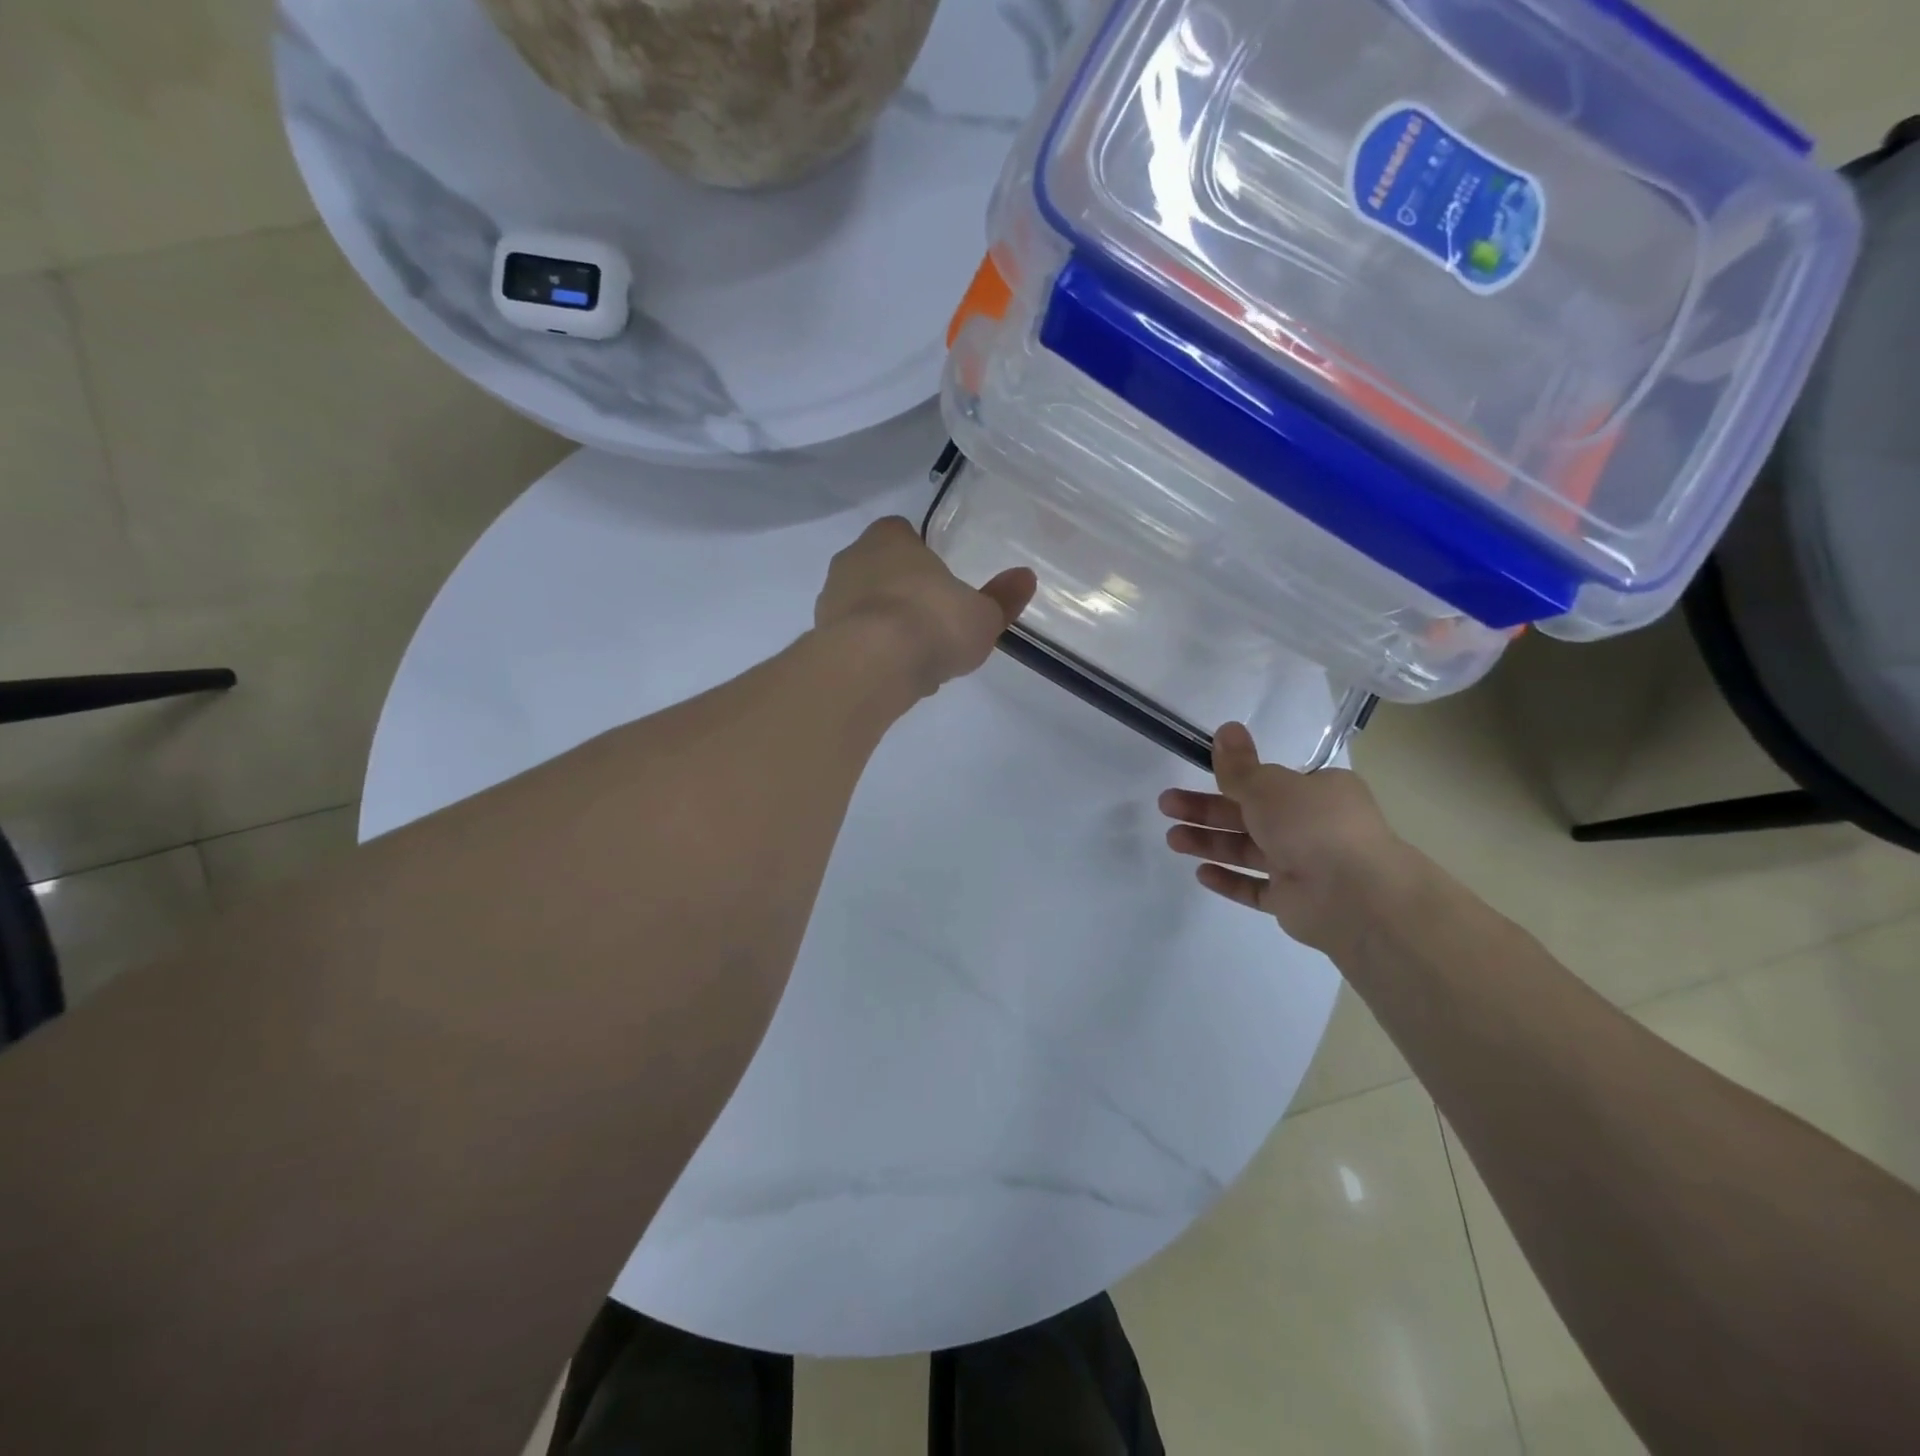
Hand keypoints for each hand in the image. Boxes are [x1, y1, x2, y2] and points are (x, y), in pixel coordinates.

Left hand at [814, 517, 1036, 697]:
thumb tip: (1026, 578)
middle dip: (903, 595)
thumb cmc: (932, 622)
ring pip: (864, 610)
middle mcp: (851, 560)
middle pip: (881, 572)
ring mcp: (830, 601)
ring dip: (887, 629)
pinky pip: (854, 643)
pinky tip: (896, 679)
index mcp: (888, 538)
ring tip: (918, 661)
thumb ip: (1002, 598)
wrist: (873, 665)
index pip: (902, 532)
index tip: (941, 583)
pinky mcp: (820, 640)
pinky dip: (873, 656)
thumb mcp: (982, 615)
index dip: (922, 556)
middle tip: (933, 625)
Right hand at [1159, 722, 1410, 952]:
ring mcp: (1304, 866)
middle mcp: (1313, 826)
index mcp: (1319, 792)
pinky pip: (1256, 888)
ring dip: (1210, 843)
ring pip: (1248, 851)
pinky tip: (1201, 874)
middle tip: (1166, 805)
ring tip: (1172, 839)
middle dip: (1206, 810)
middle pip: (1250, 815)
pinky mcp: (1294, 902)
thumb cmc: (1313, 825)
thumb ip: (1239, 766)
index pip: (1271, 782)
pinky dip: (1230, 880)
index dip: (1232, 779)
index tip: (1199, 775)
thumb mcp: (1268, 785)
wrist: (1354, 895)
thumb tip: (1227, 728)